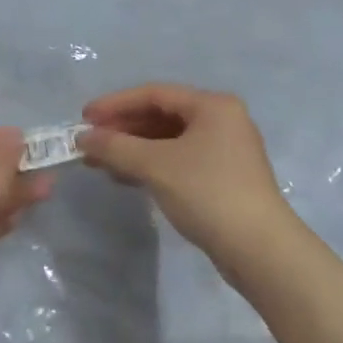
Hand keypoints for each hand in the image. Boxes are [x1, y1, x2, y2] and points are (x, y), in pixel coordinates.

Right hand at [77, 84, 299, 274]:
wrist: (259, 249)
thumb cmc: (207, 193)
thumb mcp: (156, 166)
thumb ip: (116, 147)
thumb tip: (83, 138)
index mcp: (213, 105)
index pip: (155, 94)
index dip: (116, 104)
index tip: (84, 119)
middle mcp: (222, 120)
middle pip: (162, 115)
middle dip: (123, 129)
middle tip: (90, 143)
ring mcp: (226, 150)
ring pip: (170, 141)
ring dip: (134, 149)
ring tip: (99, 163)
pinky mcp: (224, 178)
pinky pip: (179, 160)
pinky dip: (152, 165)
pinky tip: (127, 178)